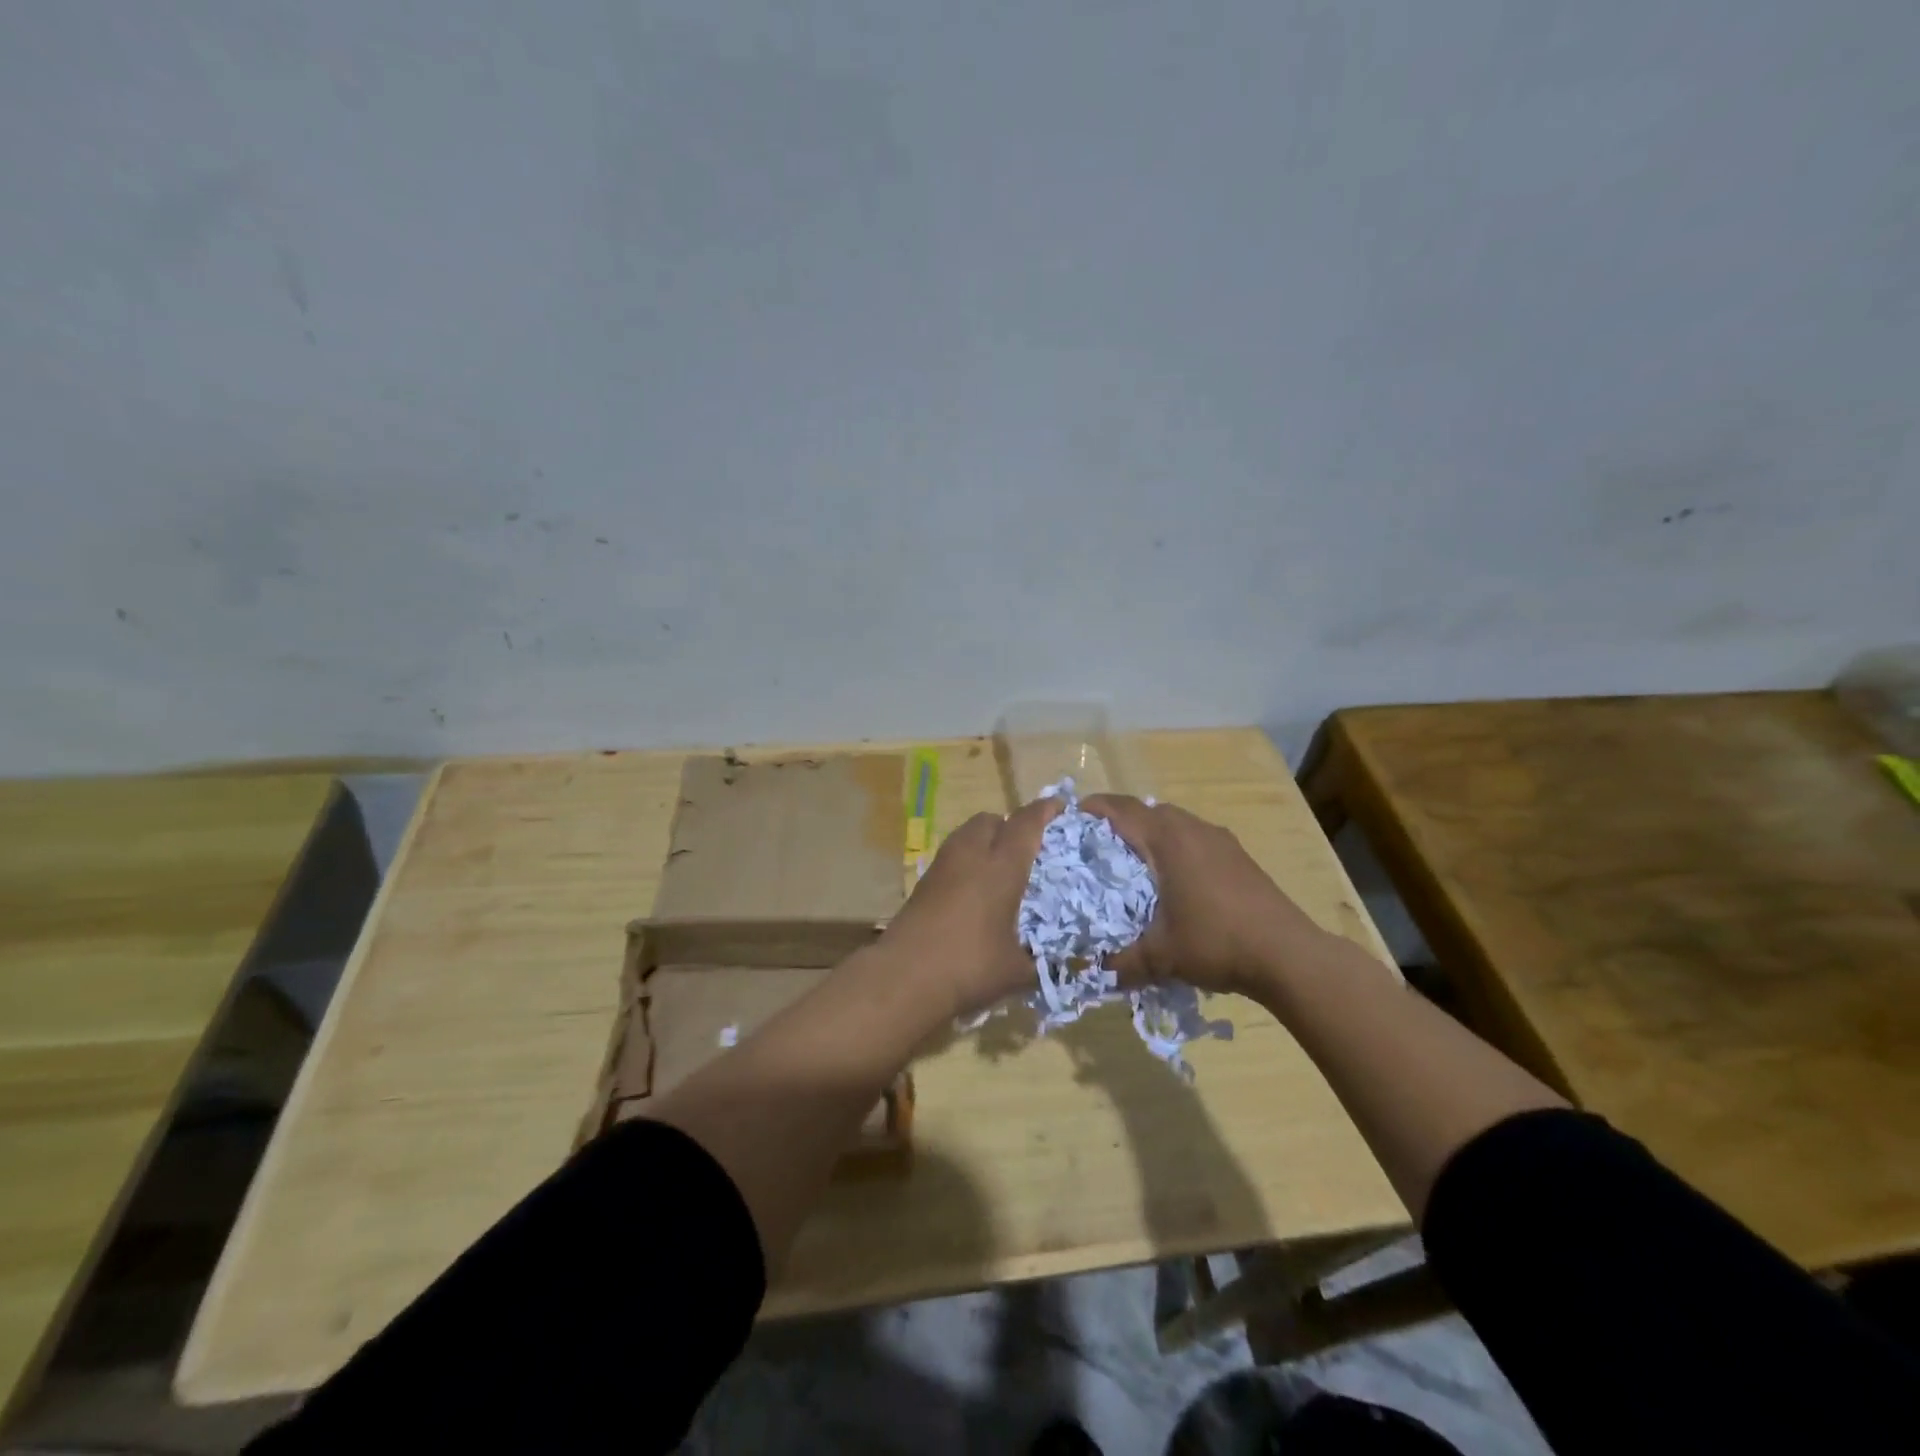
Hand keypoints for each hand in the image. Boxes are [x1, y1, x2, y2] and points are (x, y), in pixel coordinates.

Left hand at [877, 796, 1061, 1019]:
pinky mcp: (922, 883)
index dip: (1044, 811)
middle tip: (1026, 846)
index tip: (1058, 806)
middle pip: (990, 820)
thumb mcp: (1016, 971)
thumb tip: (1061, 967)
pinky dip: (966, 862)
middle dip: (1009, 824)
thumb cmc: (970, 966)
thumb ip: (1042, 963)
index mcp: (1001, 867)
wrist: (904, 977)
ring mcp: (942, 867)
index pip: (1026, 824)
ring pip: (966, 834)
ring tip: (998, 868)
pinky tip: (973, 891)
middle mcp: (971, 856)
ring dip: (984, 840)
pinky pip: (951, 857)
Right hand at [1081, 795, 1327, 995]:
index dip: (1093, 808)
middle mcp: (1192, 828)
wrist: (1288, 954)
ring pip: (1173, 821)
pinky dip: (1174, 845)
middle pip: (1146, 810)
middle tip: (1095, 845)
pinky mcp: (1237, 854)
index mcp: (1167, 840)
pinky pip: (1193, 836)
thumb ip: (1121, 963)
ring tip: (1131, 861)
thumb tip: (1089, 972)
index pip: (1121, 809)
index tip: (1070, 818)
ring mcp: (1219, 839)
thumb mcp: (1161, 957)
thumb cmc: (1217, 942)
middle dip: (1118, 820)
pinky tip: (1173, 879)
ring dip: (1149, 832)